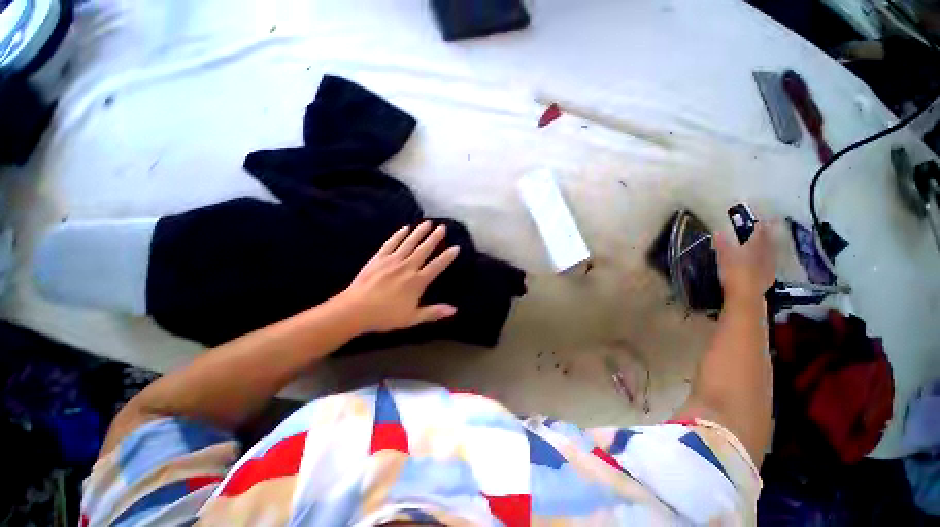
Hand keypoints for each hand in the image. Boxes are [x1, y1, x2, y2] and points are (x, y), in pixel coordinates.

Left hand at [340, 222, 459, 333]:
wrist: (355, 310)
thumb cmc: (386, 316)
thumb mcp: (412, 318)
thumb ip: (434, 312)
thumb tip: (454, 309)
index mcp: (417, 281)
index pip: (436, 266)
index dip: (447, 257)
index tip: (456, 247)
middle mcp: (407, 267)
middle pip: (424, 250)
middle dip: (434, 238)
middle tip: (442, 227)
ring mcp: (392, 261)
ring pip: (409, 243)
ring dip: (419, 232)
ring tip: (428, 223)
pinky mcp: (378, 258)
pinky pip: (390, 243)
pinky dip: (398, 235)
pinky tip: (405, 228)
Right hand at [713, 222, 775, 304]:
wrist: (745, 297)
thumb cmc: (734, 273)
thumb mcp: (724, 257)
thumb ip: (722, 243)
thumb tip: (718, 231)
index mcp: (756, 247)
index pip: (759, 231)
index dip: (759, 224)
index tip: (759, 218)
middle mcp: (766, 254)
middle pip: (768, 241)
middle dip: (766, 234)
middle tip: (765, 228)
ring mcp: (769, 266)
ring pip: (770, 252)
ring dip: (768, 246)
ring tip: (765, 243)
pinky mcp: (768, 277)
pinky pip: (770, 263)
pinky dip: (767, 258)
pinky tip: (765, 261)